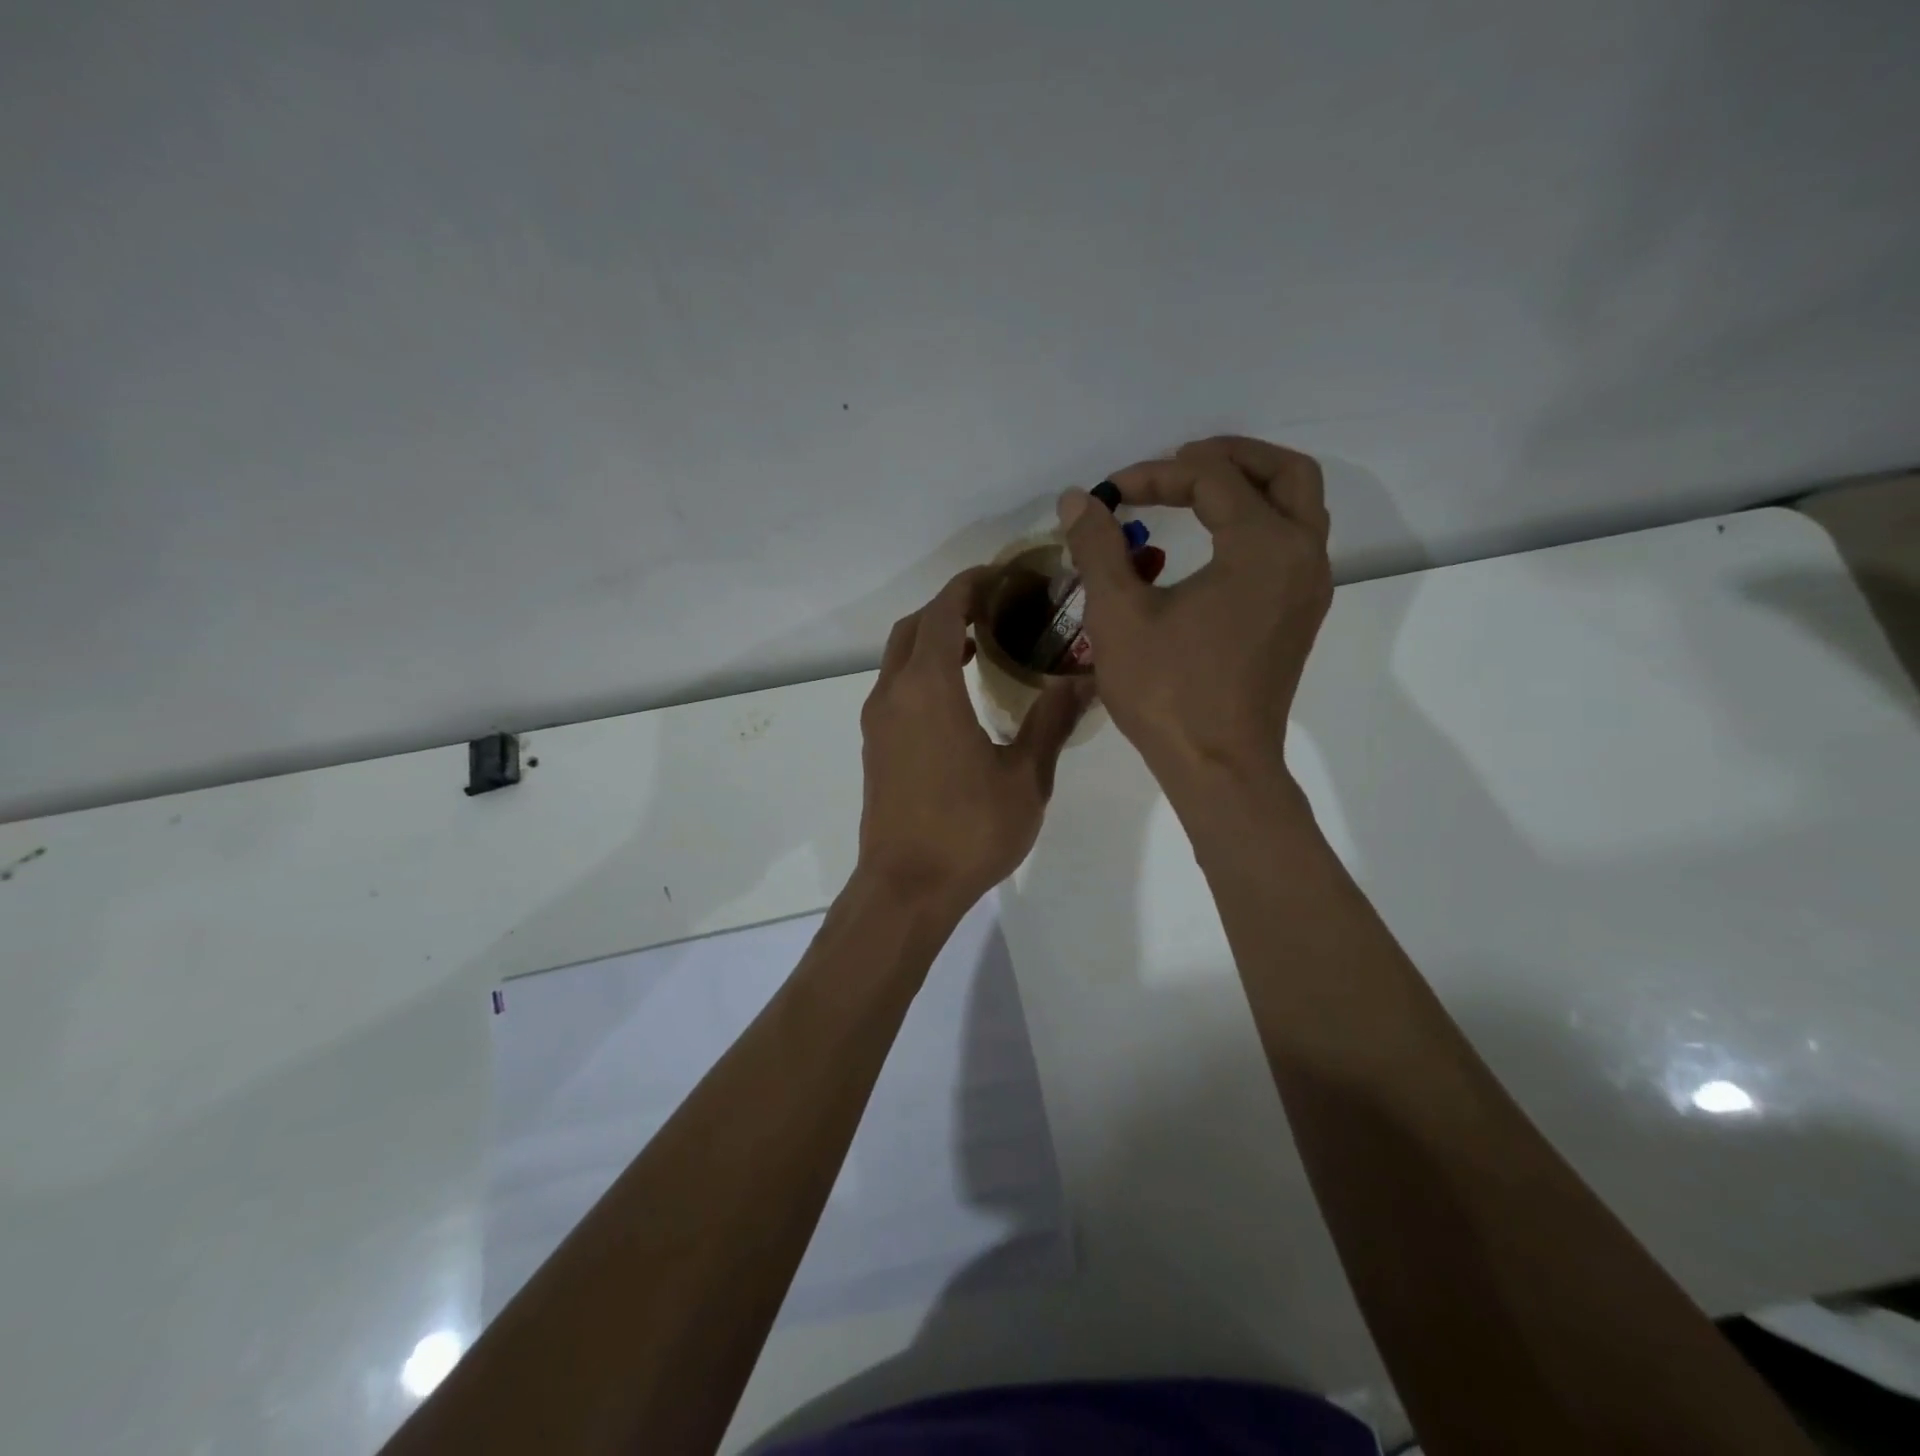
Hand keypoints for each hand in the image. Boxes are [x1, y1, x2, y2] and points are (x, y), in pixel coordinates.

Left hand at [857, 568, 1090, 913]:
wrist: (905, 889)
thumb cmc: (968, 831)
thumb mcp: (1025, 778)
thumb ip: (1051, 722)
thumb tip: (1081, 681)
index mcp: (928, 688)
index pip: (943, 611)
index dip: (971, 585)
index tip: (1004, 575)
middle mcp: (894, 693)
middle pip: (914, 627)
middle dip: (950, 606)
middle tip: (996, 607)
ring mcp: (878, 720)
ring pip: (899, 656)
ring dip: (934, 638)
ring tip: (981, 642)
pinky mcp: (875, 745)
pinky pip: (896, 685)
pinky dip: (923, 669)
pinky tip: (958, 692)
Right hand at [1059, 436, 1331, 787]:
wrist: (1219, 765)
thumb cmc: (1168, 692)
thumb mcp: (1119, 615)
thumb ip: (1099, 548)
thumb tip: (1079, 500)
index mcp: (1264, 547)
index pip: (1212, 479)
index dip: (1155, 475)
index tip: (1110, 493)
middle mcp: (1302, 556)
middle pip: (1284, 474)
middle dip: (1229, 457)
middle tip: (1178, 462)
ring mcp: (1309, 588)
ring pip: (1298, 507)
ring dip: (1251, 486)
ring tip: (1197, 492)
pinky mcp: (1300, 615)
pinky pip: (1293, 543)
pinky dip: (1260, 522)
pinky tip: (1213, 543)